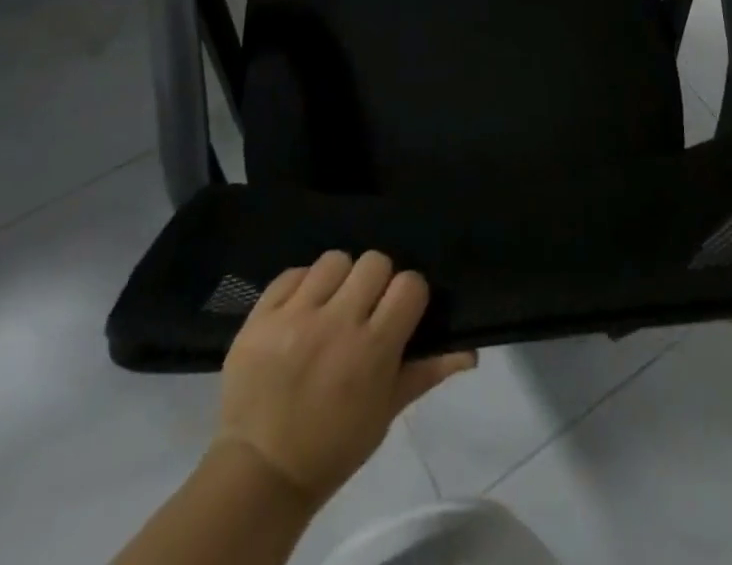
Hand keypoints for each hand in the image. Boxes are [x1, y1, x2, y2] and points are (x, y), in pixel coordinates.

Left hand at [217, 251, 475, 506]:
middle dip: (375, 281)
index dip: (409, 294)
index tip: (400, 311)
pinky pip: (292, 273)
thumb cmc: (333, 447)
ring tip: (330, 306)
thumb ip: (427, 372)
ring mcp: (294, 316)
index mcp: (371, 350)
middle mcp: (335, 323)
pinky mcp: (261, 315)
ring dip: (338, 279)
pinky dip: (301, 286)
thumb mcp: (385, 414)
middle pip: (374, 261)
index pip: (409, 284)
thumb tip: (470, 351)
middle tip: (365, 307)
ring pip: (333, 259)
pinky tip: (301, 310)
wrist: (261, 472)